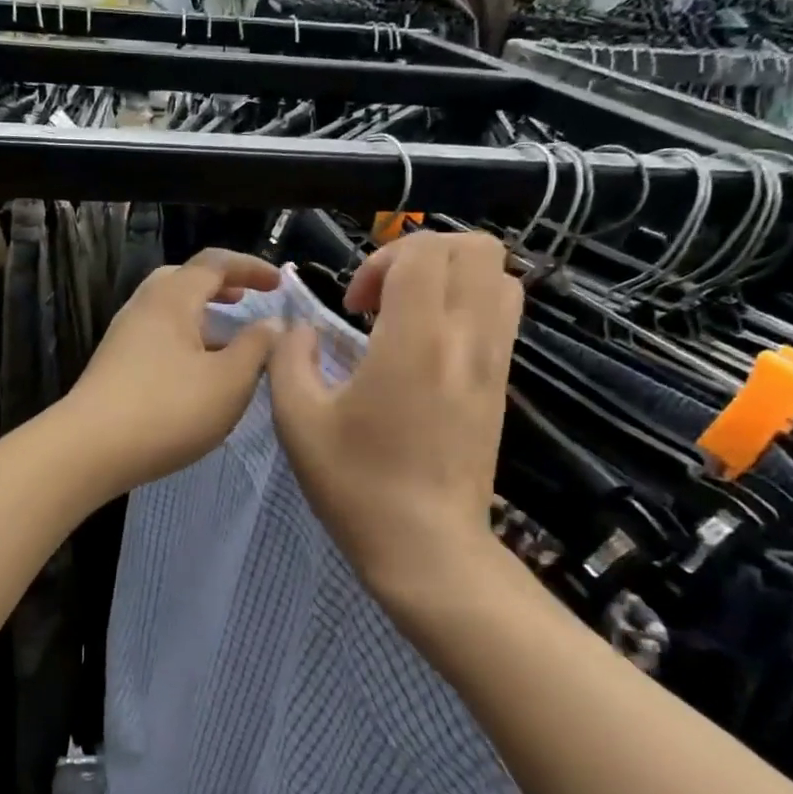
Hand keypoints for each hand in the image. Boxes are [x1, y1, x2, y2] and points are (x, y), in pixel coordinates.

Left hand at [64, 249, 281, 497]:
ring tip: (227, 341)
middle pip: (183, 280)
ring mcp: (123, 337)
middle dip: (219, 286)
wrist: (89, 450)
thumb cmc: (168, 409)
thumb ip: (257, 347)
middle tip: (245, 300)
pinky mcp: (114, 366)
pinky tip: (197, 373)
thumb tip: (272, 323)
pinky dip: (184, 340)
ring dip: (201, 317)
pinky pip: (156, 337)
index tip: (279, 283)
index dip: (251, 267)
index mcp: (172, 298)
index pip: (215, 263)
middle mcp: (143, 307)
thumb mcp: (230, 381)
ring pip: (168, 311)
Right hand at [268, 231, 520, 623]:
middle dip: (423, 254)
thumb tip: (300, 330)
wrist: (426, 546)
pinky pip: (502, 316)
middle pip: (476, 248)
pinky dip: (469, 306)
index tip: (354, 306)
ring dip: (452, 277)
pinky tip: (428, 348)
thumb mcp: (297, 420)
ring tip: (410, 315)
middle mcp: (466, 338)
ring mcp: (493, 361)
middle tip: (385, 297)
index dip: (381, 259)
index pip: (424, 251)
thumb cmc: (356, 484)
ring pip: (501, 277)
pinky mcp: (501, 385)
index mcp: (415, 339)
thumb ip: (290, 358)